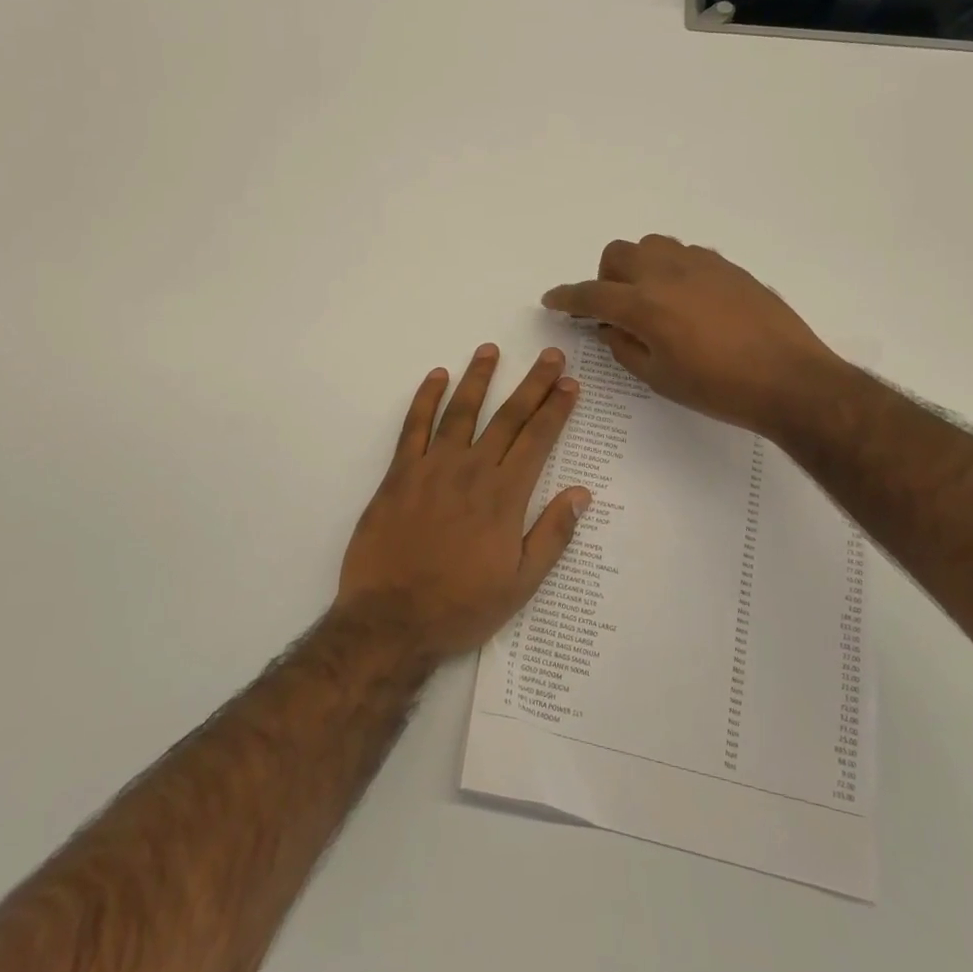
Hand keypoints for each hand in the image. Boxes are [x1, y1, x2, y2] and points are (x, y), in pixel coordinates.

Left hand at [334, 345, 590, 659]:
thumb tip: (581, 493)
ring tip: (490, 350)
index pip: (538, 439)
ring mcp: (432, 467)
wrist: (391, 621)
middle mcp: (472, 470)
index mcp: (505, 495)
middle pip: (508, 416)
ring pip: (461, 411)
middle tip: (549, 355)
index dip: (556, 408)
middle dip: (532, 383)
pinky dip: (425, 398)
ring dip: (478, 377)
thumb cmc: (461, 606)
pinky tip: (436, 377)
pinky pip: (413, 426)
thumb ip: (552, 535)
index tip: (570, 383)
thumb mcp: (521, 583)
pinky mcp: (399, 474)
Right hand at [541, 234, 846, 434]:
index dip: (566, 298)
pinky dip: (672, 269)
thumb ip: (625, 347)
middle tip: (616, 309)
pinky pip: (686, 254)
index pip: (591, 295)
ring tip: (653, 298)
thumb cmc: (718, 388)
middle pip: (617, 254)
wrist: (789, 379)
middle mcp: (667, 273)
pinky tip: (689, 299)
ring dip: (639, 266)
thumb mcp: (659, 378)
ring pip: (652, 245)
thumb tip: (611, 328)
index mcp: (644, 305)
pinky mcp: (728, 266)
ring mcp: (700, 264)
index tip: (552, 300)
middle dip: (605, 278)